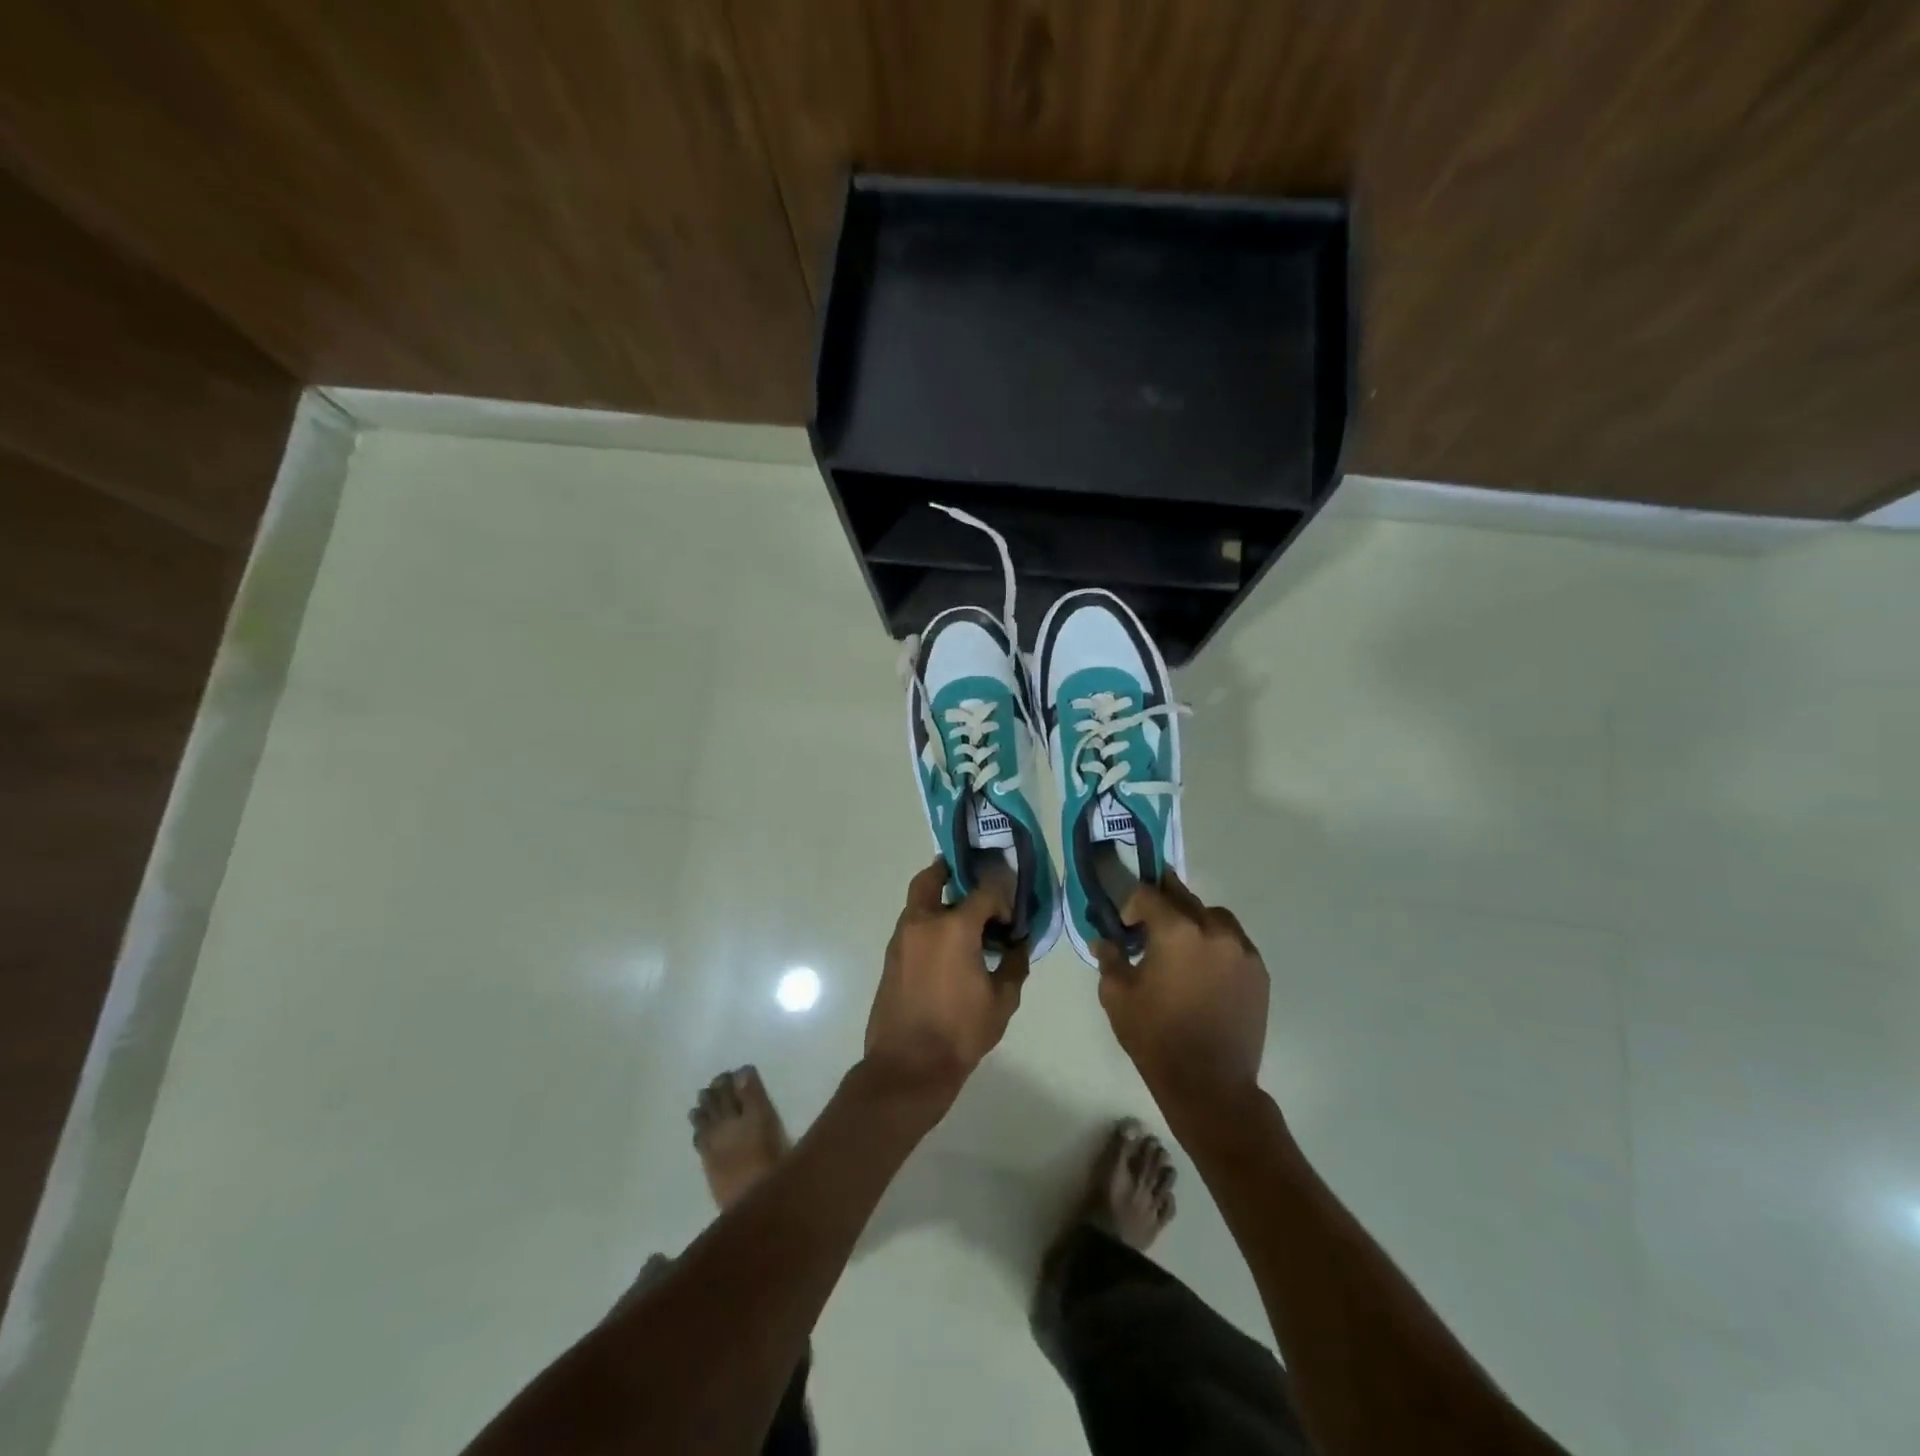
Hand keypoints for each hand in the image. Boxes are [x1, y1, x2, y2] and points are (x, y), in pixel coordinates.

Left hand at [864, 859, 1029, 1099]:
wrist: (908, 1065)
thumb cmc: (960, 1031)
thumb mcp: (1002, 1001)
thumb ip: (1014, 965)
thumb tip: (1019, 945)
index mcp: (954, 927)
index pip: (985, 891)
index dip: (1003, 896)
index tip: (1011, 915)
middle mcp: (923, 922)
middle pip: (933, 877)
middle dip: (951, 871)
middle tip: (971, 877)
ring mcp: (902, 938)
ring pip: (919, 900)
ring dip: (939, 898)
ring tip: (963, 916)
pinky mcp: (891, 956)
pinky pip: (912, 924)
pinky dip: (928, 921)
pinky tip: (947, 944)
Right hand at [1093, 871, 1268, 1119]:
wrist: (1210, 1084)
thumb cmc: (1156, 1037)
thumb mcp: (1117, 996)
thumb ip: (1109, 959)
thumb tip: (1104, 940)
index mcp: (1176, 930)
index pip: (1148, 894)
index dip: (1131, 903)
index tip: (1124, 924)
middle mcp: (1213, 929)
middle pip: (1184, 897)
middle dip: (1163, 903)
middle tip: (1148, 922)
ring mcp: (1242, 950)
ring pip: (1213, 916)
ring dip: (1193, 920)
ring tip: (1181, 946)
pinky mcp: (1259, 972)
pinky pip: (1234, 941)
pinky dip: (1216, 943)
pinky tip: (1204, 968)